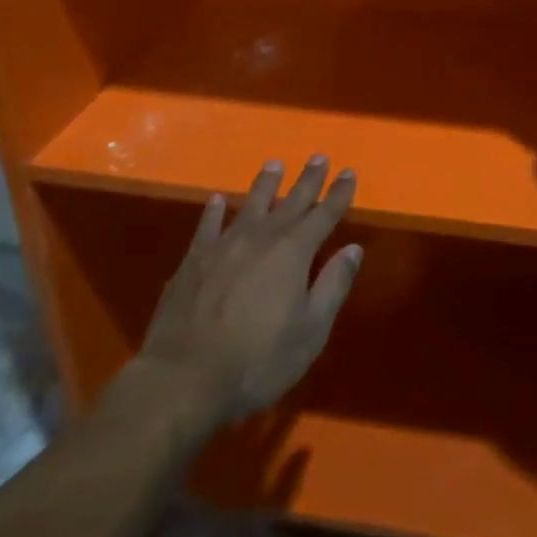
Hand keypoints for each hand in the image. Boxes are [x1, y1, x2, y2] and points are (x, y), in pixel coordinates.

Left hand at [127, 157, 361, 431]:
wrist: (183, 380)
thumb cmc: (257, 361)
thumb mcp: (310, 331)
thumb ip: (333, 286)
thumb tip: (352, 249)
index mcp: (294, 253)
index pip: (324, 214)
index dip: (339, 194)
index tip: (348, 172)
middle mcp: (261, 238)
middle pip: (291, 202)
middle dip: (308, 180)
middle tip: (318, 157)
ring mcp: (223, 246)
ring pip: (251, 205)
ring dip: (265, 184)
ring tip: (274, 165)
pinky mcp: (192, 261)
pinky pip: (207, 225)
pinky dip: (215, 210)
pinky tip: (218, 199)